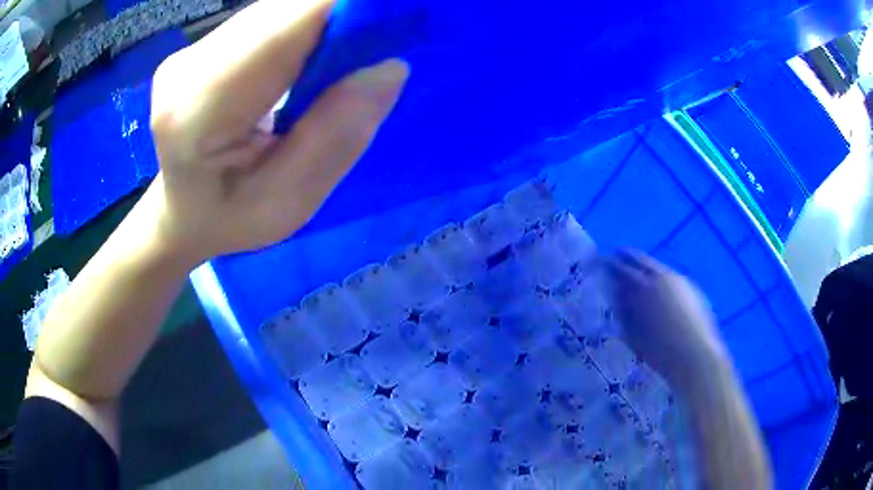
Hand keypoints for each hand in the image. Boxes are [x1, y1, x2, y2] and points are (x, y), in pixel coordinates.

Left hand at [145, 0, 408, 265]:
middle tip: (380, 45)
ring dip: (323, 22)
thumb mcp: (288, 202)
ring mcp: (191, 52)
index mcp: (200, 108)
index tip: (398, 19)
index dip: (346, 9)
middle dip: (342, 16)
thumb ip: (335, 138)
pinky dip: (303, 28)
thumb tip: (390, 67)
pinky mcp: (201, 47)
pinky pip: (267, 21)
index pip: (284, 28)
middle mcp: (189, 66)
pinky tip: (313, 57)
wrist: (180, 215)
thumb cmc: (229, 220)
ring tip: (348, 57)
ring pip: (277, 11)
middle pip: (283, 12)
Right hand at [605, 250, 728, 388]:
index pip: (620, 267)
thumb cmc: (660, 352)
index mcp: (644, 286)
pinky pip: (668, 275)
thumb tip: (615, 295)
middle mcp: (661, 276)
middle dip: (625, 257)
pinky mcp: (691, 287)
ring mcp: (679, 279)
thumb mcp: (633, 334)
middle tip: (615, 256)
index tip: (599, 261)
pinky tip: (656, 287)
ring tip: (634, 272)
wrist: (695, 356)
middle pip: (638, 259)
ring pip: (655, 265)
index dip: (609, 262)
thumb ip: (623, 312)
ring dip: (643, 266)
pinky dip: (658, 276)